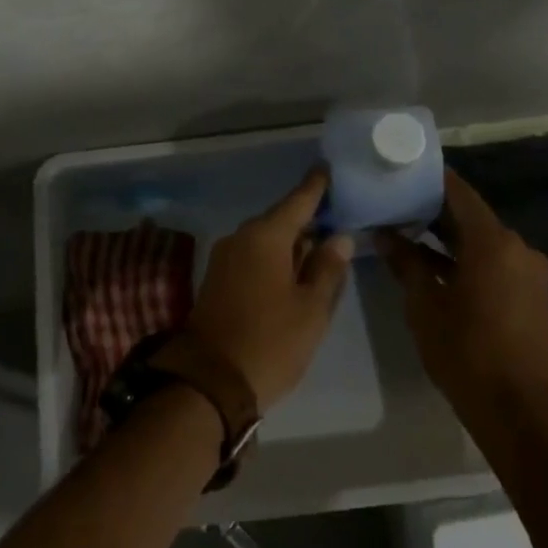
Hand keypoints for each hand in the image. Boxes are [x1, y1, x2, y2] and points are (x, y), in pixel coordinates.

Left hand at [186, 171, 353, 409]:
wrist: (209, 381)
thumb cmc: (270, 342)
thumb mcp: (311, 309)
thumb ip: (327, 268)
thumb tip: (338, 237)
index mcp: (265, 237)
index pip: (298, 201)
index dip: (316, 186)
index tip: (328, 167)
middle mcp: (241, 238)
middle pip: (281, 219)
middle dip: (307, 218)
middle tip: (337, 215)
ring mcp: (225, 258)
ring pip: (266, 240)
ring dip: (291, 242)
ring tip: (322, 245)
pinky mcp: (218, 278)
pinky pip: (253, 256)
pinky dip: (275, 258)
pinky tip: (294, 271)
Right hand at [377, 169, 547, 425]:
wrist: (515, 411)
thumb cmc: (464, 350)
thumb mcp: (424, 303)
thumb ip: (405, 262)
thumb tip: (384, 234)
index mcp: (494, 242)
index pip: (459, 193)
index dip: (430, 180)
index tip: (402, 172)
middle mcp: (518, 248)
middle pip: (471, 217)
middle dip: (434, 212)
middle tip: (395, 204)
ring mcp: (529, 273)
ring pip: (482, 242)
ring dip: (448, 239)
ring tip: (406, 234)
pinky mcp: (531, 295)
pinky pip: (495, 263)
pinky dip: (467, 260)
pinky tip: (434, 266)